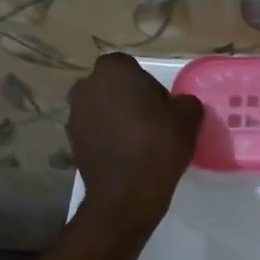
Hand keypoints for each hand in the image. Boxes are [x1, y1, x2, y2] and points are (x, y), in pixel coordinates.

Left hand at [67, 54, 202, 225]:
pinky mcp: (71, 143)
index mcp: (112, 71)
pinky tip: (125, 155)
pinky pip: (94, 132)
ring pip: (100, 109)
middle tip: (150, 120)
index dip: (146, 83)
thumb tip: (179, 105)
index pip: (129, 66)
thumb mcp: (188, 116)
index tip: (161, 104)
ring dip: (115, 118)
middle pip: (111, 86)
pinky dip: (106, 138)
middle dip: (127, 98)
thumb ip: (184, 101)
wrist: (127, 193)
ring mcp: (74, 116)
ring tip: (138, 140)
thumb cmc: (158, 143)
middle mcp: (86, 87)